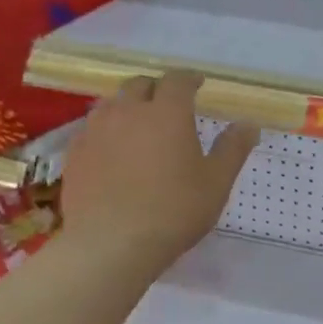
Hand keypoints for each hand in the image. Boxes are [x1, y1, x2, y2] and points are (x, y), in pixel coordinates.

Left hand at [61, 72, 258, 273]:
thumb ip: (233, 149)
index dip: (189, 79)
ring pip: (112, 104)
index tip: (197, 84)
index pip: (178, 81)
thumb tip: (249, 124)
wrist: (109, 244)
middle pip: (140, 85)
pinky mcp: (74, 153)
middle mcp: (128, 111)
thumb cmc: (173, 211)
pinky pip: (91, 130)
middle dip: (156, 89)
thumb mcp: (216, 183)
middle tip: (168, 105)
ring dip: (128, 107)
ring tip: (138, 125)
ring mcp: (95, 131)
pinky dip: (105, 132)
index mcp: (167, 113)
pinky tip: (111, 152)